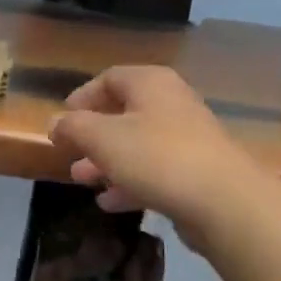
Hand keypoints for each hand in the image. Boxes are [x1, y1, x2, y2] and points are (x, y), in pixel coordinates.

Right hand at [48, 66, 257, 241]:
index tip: (62, 119)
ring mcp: (188, 138)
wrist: (224, 201)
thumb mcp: (102, 138)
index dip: (82, 97)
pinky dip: (130, 182)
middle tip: (70, 154)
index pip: (109, 78)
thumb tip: (55, 123)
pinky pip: (155, 171)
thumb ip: (73, 127)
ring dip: (106, 162)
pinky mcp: (196, 172)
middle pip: (123, 113)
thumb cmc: (156, 157)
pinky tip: (110, 202)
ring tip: (83, 181)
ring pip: (137, 145)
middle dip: (92, 136)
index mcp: (150, 83)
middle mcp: (171, 103)